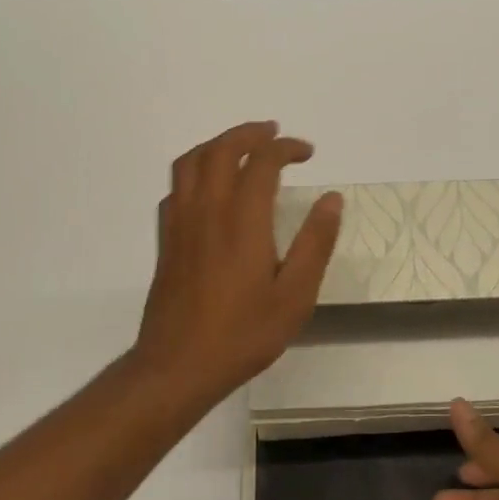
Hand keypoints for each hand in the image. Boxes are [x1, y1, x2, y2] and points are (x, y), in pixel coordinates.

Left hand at [131, 121, 342, 408]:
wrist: (177, 366)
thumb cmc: (243, 333)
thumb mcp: (295, 295)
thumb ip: (315, 243)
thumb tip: (332, 200)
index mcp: (243, 220)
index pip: (262, 162)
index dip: (285, 148)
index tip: (307, 152)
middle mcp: (207, 210)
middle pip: (221, 150)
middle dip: (249, 133)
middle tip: (273, 133)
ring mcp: (180, 224)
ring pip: (190, 162)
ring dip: (217, 144)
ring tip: (240, 148)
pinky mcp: (166, 241)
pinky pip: (175, 188)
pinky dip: (195, 172)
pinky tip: (209, 189)